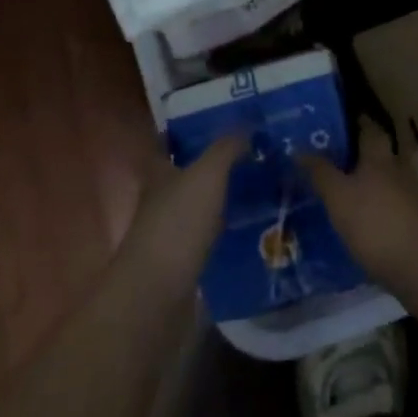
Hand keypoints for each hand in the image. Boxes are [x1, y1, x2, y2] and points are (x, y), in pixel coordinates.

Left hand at [121, 134, 245, 292]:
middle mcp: (160, 199)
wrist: (157, 297)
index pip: (168, 142)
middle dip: (213, 162)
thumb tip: (246, 126)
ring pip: (199, 204)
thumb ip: (226, 148)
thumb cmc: (177, 226)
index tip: (218, 120)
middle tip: (252, 150)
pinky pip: (209, 233)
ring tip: (260, 184)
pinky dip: (227, 226)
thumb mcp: (206, 176)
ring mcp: (170, 232)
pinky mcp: (183, 261)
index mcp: (158, 173)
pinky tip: (252, 223)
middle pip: (186, 173)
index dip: (187, 130)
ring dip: (222, 195)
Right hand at [302, 120, 417, 293]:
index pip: (370, 129)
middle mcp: (399, 171)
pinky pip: (392, 209)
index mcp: (379, 157)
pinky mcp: (417, 226)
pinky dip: (377, 211)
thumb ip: (320, 173)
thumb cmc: (376, 222)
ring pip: (387, 183)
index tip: (339, 123)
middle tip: (333, 161)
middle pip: (380, 156)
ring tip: (343, 194)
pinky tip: (362, 224)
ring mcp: (412, 199)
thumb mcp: (339, 196)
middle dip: (360, 157)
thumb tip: (299, 149)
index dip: (356, 123)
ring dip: (368, 185)